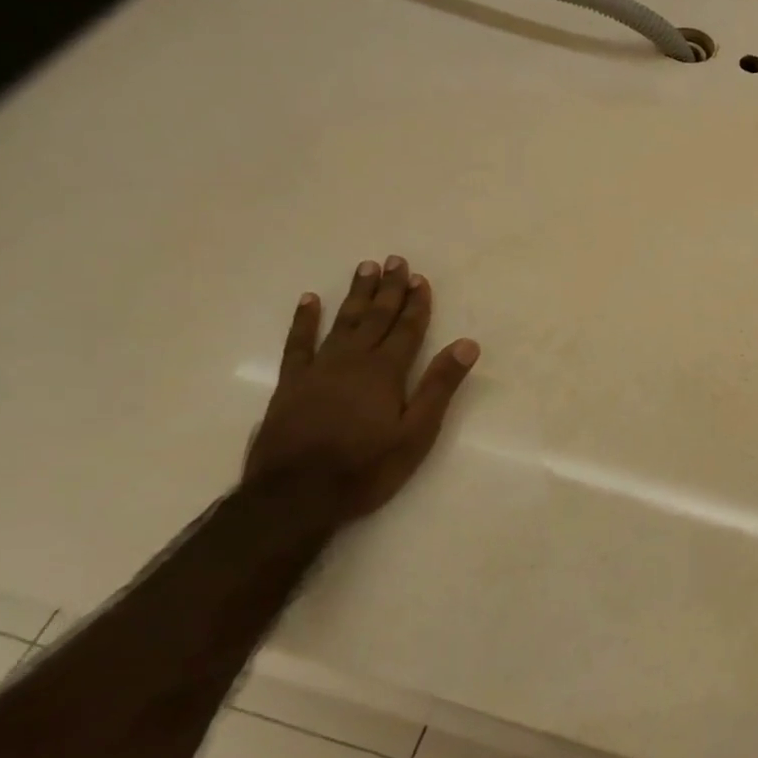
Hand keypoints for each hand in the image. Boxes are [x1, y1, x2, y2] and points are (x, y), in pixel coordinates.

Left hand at [244, 256, 479, 522]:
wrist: (295, 496)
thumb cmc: (366, 468)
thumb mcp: (416, 433)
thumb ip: (439, 386)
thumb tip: (467, 345)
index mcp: (386, 372)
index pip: (407, 330)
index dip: (416, 304)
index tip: (420, 278)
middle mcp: (352, 361)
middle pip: (375, 318)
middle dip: (389, 290)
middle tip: (395, 261)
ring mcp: (318, 370)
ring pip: (342, 322)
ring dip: (356, 295)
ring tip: (365, 268)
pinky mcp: (290, 384)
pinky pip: (298, 343)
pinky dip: (304, 320)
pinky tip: (309, 300)